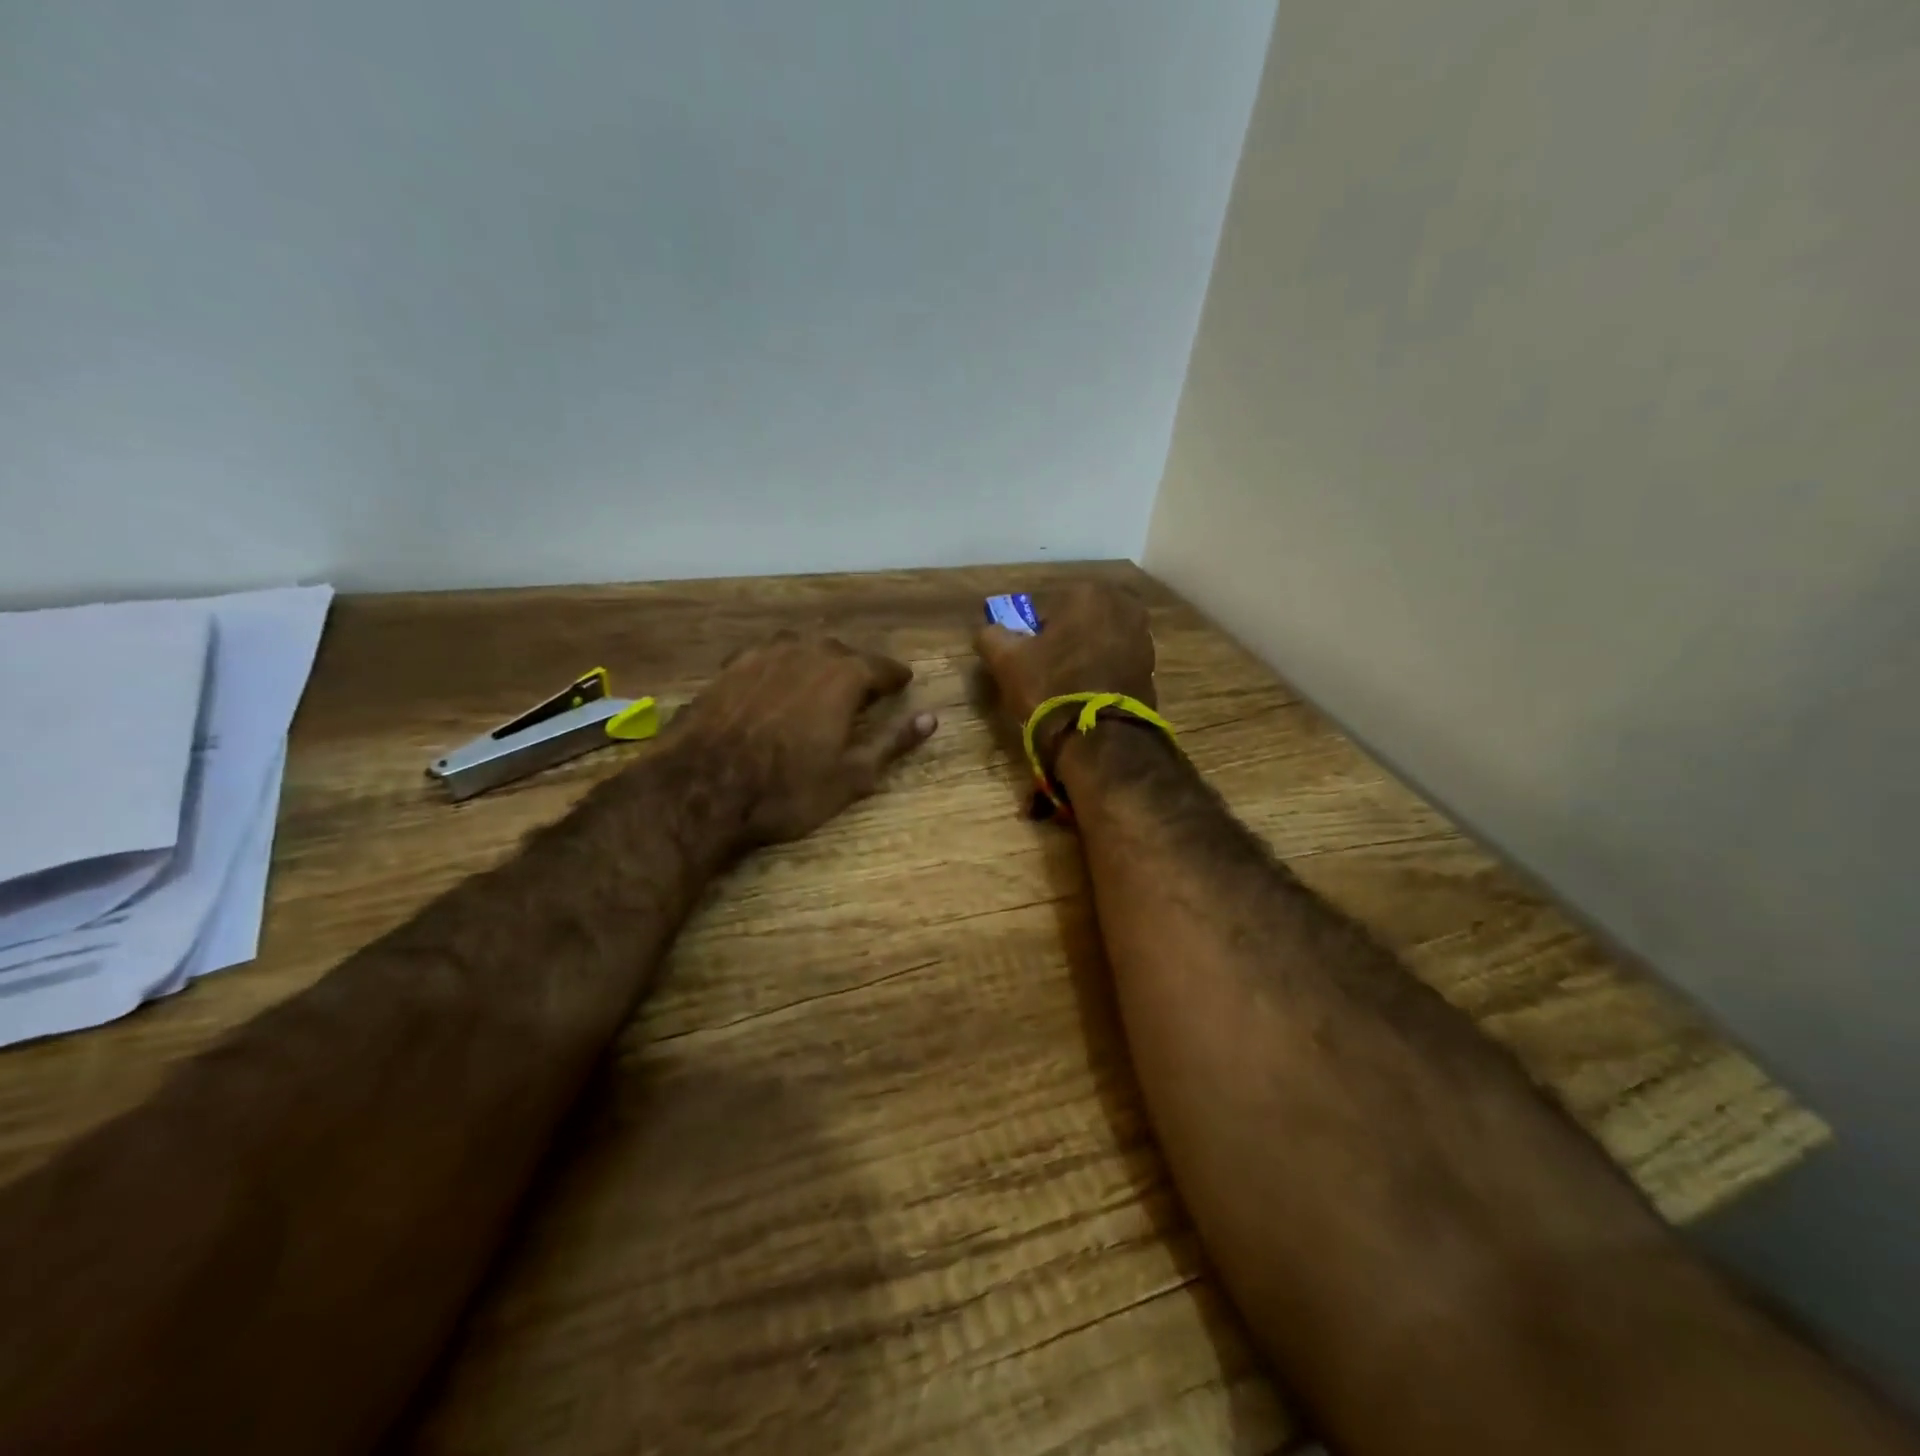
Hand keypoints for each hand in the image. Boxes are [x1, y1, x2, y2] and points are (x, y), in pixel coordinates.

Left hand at [670, 630, 936, 843]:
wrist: (702, 788)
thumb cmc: (787, 788)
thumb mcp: (852, 775)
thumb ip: (893, 742)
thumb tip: (930, 718)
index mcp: (844, 676)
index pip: (881, 667)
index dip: (894, 677)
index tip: (903, 683)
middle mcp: (806, 653)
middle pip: (841, 651)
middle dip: (857, 668)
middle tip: (864, 688)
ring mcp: (763, 655)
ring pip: (802, 647)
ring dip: (817, 661)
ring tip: (821, 680)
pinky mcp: (730, 667)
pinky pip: (767, 655)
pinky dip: (781, 665)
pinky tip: (776, 682)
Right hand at [974, 583, 1155, 771]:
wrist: (1100, 738)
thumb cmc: (1051, 687)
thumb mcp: (1006, 660)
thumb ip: (991, 635)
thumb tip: (990, 632)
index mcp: (1088, 593)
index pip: (1048, 608)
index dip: (1033, 634)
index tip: (1027, 658)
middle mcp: (1123, 606)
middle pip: (1078, 622)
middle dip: (1063, 641)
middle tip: (1045, 671)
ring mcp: (1143, 637)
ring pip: (1098, 641)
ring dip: (1083, 656)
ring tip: (1066, 686)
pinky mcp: (1152, 668)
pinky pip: (1115, 663)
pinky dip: (1101, 673)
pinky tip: (1087, 695)